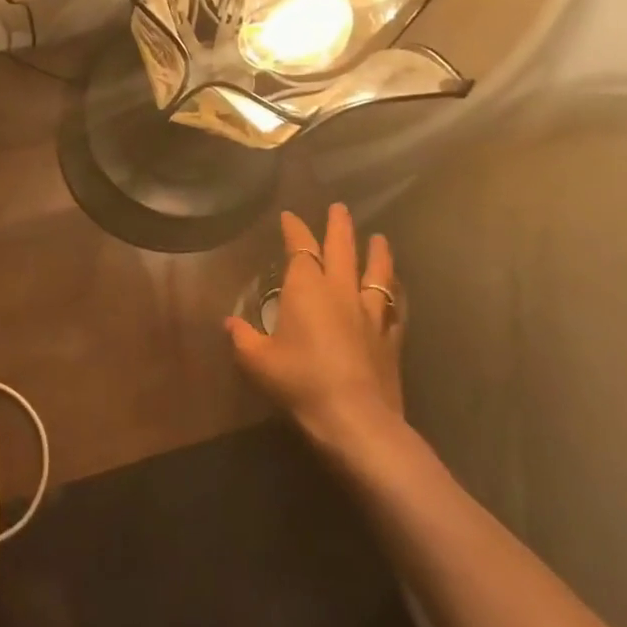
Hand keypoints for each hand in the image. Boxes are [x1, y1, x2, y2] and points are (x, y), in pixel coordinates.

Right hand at [225, 204, 407, 450]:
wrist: (354, 418)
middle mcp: (341, 291)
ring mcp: (371, 314)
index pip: (300, 248)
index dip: (295, 230)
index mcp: (306, 289)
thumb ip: (242, 337)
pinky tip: (396, 291)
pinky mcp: (390, 338)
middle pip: (342, 249)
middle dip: (339, 226)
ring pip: (376, 272)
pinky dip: (394, 294)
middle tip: (339, 208)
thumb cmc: (299, 381)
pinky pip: (395, 307)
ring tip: (380, 238)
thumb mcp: (256, 360)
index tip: (289, 216)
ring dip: (377, 252)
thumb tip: (229, 323)